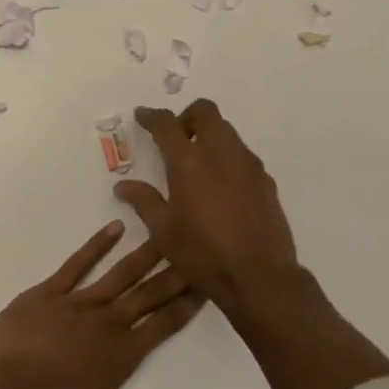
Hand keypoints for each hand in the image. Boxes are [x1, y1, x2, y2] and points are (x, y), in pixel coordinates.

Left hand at [0, 220, 202, 388]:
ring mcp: (79, 303)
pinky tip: (114, 227)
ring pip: (120, 273)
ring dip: (145, 253)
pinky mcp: (50, 292)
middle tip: (196, 250)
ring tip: (165, 232)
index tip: (205, 285)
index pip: (163, 325)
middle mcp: (108, 323)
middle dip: (175, 273)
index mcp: (122, 356)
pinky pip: (77, 264)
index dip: (185, 305)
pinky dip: (97, 245)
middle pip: (149, 294)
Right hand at [113, 100, 302, 321]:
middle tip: (176, 140)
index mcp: (188, 161)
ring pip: (227, 131)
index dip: (152, 116)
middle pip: (205, 112)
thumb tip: (123, 186)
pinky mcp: (265, 179)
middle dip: (187, 117)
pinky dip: (228, 158)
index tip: (142, 116)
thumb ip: (144, 202)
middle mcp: (220, 152)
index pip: (166, 124)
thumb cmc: (203, 255)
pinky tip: (222, 188)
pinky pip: (243, 155)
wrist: (259, 277)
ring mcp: (248, 164)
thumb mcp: (164, 232)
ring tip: (199, 166)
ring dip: (210, 136)